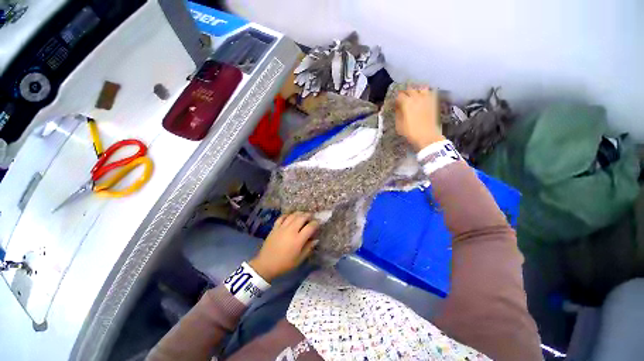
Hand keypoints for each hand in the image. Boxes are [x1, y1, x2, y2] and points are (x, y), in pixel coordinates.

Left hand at [249, 212, 319, 281]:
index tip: (319, 223)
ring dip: (299, 213)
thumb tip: (316, 240)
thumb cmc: (284, 264)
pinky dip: (287, 215)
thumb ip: (308, 248)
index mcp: (298, 239)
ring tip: (303, 215)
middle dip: (309, 215)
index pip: (310, 226)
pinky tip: (290, 216)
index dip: (316, 223)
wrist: (265, 265)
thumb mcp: (299, 259)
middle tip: (312, 217)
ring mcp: (282, 228)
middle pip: (302, 217)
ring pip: (293, 215)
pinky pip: (282, 217)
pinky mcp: (275, 227)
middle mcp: (291, 230)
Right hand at [395, 87, 444, 150]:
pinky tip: (423, 97)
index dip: (396, 98)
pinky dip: (425, 93)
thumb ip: (398, 113)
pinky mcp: (434, 102)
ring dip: (416, 90)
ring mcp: (426, 99)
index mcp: (407, 103)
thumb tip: (398, 107)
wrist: (427, 136)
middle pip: (410, 90)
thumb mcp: (399, 125)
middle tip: (402, 97)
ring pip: (420, 88)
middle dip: (405, 93)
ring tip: (413, 95)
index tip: (395, 102)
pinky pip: (430, 92)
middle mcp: (417, 98)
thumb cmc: (411, 132)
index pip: (399, 96)